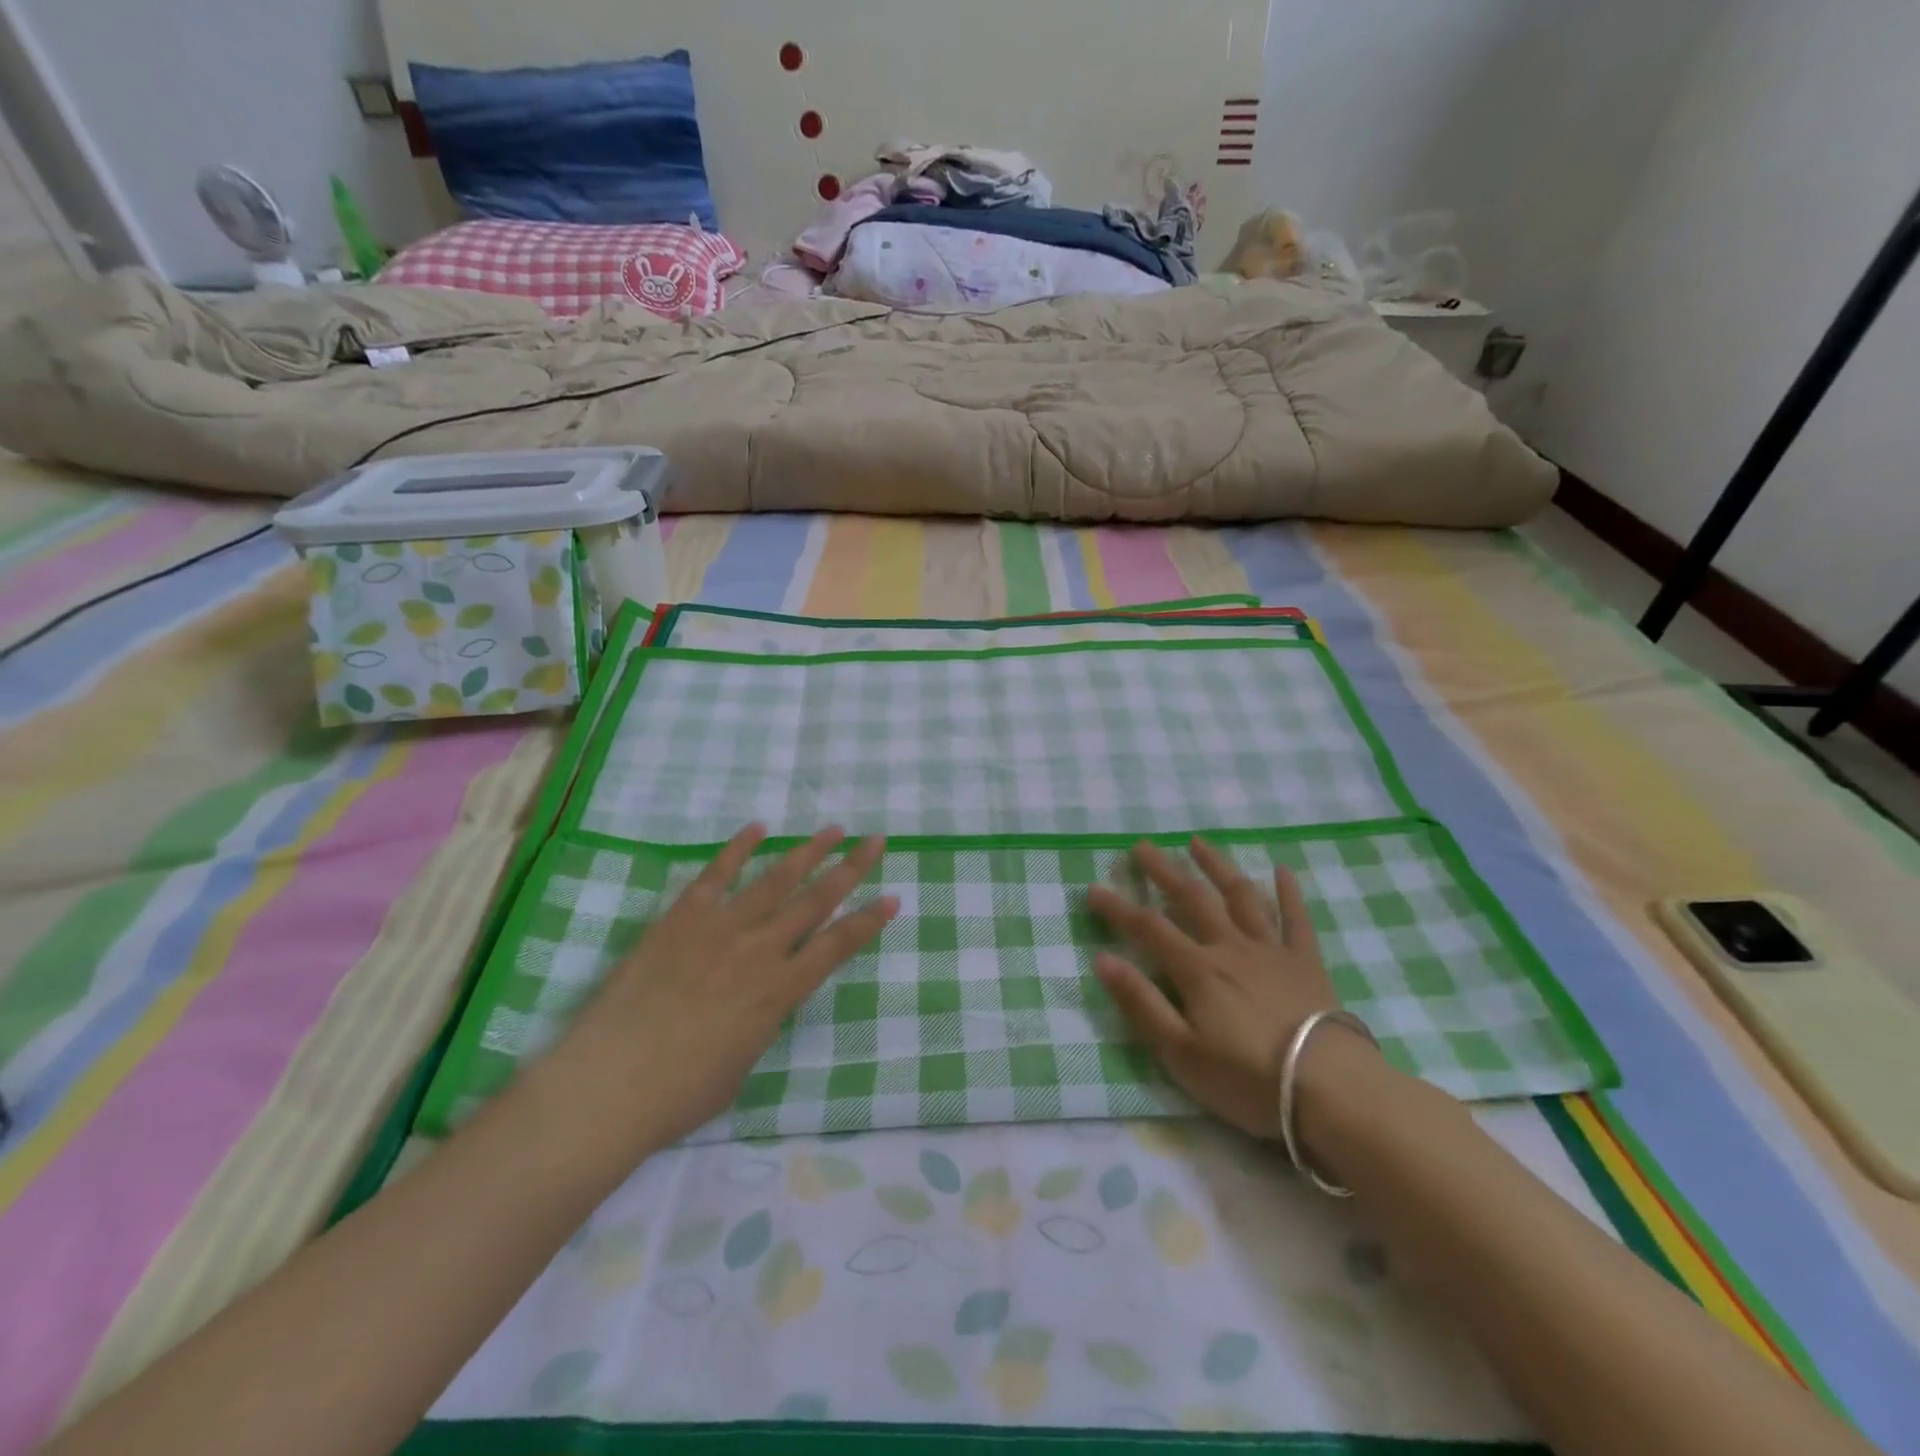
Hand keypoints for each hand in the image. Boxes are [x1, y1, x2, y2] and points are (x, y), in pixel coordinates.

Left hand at [550, 824, 896, 1152]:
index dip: (869, 921)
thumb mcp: (742, 1064)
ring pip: (775, 880)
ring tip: (832, 830)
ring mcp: (720, 928)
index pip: (837, 946)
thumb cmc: (679, 1094)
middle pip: (816, 901)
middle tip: (875, 841)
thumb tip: (763, 998)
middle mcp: (759, 951)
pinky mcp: (681, 919)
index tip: (893, 898)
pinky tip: (758, 828)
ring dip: (807, 852)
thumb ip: (761, 1021)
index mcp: (779, 992)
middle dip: (850, 869)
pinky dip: (738, 849)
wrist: (609, 1083)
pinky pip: (715, 875)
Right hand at [1087, 838, 1366, 1139]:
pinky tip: (1282, 870)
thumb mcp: (1181, 1052)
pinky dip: (1288, 893)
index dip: (1118, 908)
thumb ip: (1141, 1003)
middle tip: (1143, 846)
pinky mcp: (1306, 963)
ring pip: (1241, 896)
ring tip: (1198, 843)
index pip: (1149, 928)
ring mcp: (1271, 951)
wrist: (1330, 1089)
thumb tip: (1103, 959)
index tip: (1093, 889)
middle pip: (1192, 899)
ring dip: (1217, 867)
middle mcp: (1231, 947)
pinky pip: (1296, 919)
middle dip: (1164, 871)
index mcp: (1198, 970)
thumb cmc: (1248, 1078)